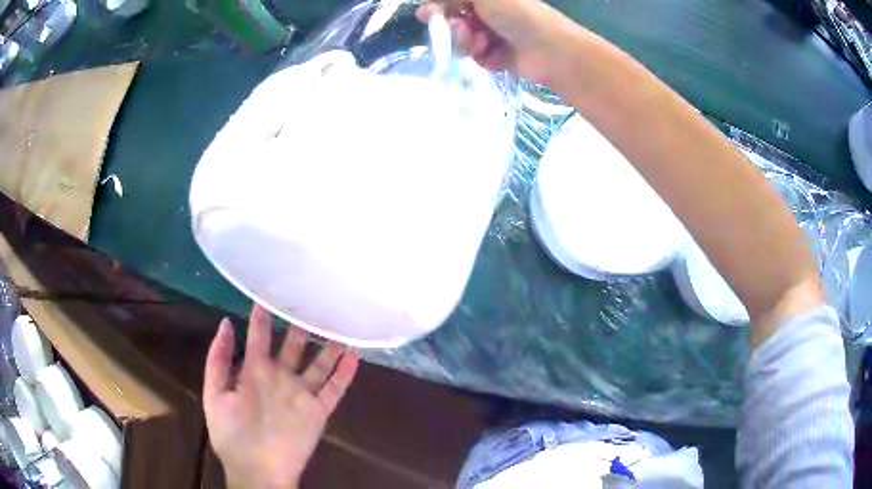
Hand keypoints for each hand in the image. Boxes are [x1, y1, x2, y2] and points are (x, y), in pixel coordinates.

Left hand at [203, 305, 359, 488]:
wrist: (256, 470)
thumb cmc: (231, 434)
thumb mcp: (214, 393)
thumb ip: (218, 359)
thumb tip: (226, 322)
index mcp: (254, 372)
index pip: (259, 336)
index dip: (262, 315)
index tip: (270, 290)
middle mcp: (280, 378)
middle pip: (292, 346)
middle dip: (299, 324)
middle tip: (311, 300)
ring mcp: (300, 395)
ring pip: (318, 364)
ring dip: (328, 345)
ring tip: (338, 322)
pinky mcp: (317, 411)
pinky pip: (334, 389)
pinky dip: (345, 373)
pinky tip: (355, 354)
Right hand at [416, 0, 584, 84]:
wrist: (551, 50)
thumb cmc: (518, 14)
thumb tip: (424, 8)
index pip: (453, 2)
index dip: (438, 8)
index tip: (426, 15)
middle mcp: (490, 14)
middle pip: (455, 21)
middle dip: (454, 27)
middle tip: (462, 29)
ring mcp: (495, 35)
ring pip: (464, 40)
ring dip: (468, 42)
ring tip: (483, 43)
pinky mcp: (499, 57)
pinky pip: (477, 57)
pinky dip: (483, 56)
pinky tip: (495, 56)